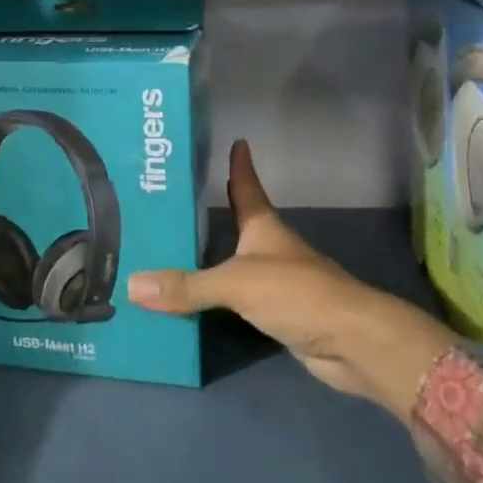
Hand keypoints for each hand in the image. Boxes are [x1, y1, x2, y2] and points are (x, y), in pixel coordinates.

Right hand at [127, 140, 451, 416]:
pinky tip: (196, 298)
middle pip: (241, 222)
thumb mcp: (236, 283)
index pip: (247, 187)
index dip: (240, 165)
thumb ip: (187, 286)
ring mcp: (277, 282)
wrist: (350, 342)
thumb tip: (132, 284)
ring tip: (176, 247)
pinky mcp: (278, 314)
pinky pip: (238, 299)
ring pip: (237, 262)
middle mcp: (270, 249)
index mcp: (264, 228)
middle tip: (181, 197)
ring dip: (214, 255)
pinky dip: (217, 296)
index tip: (236, 141)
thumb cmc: (297, 293)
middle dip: (218, 209)